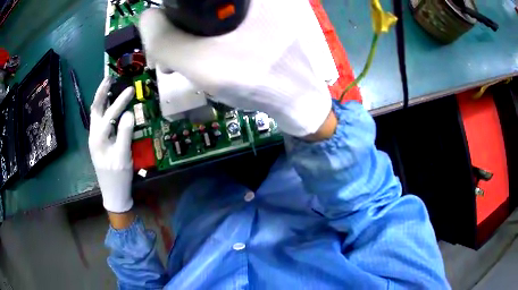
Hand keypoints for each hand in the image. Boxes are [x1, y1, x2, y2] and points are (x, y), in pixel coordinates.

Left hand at [89, 77, 134, 212]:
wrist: (113, 193)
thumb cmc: (118, 177)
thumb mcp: (123, 157)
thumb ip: (125, 134)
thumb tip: (129, 113)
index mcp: (98, 139)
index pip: (108, 115)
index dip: (119, 102)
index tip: (130, 89)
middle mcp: (93, 136)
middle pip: (95, 109)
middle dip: (101, 93)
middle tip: (109, 78)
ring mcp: (95, 138)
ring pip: (96, 114)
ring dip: (101, 99)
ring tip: (109, 86)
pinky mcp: (99, 141)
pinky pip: (100, 120)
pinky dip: (104, 109)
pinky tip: (110, 105)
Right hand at [138, 0, 331, 136]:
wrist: (299, 102)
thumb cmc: (256, 80)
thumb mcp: (201, 62)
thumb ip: (165, 40)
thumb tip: (147, 18)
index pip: (188, 1)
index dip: (170, 18)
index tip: (165, 44)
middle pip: (199, 7)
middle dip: (179, 32)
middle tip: (172, 60)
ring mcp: (261, 8)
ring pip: (211, 16)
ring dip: (192, 38)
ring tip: (187, 66)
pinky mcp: (264, 20)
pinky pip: (226, 23)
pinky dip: (210, 39)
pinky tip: (207, 59)